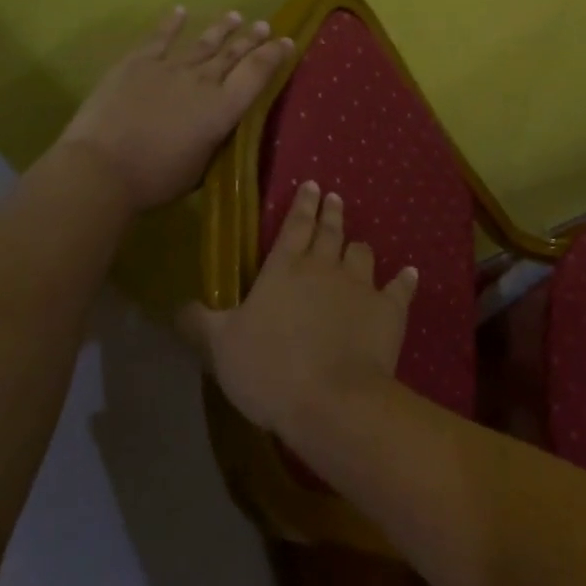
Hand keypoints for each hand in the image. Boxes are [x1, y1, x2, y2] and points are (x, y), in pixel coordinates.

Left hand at [52, 7, 292, 211]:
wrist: (102, 167)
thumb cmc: (156, 178)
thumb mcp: (202, 167)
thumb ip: (215, 141)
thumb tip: (220, 127)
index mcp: (223, 108)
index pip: (257, 73)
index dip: (274, 55)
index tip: (287, 41)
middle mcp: (203, 81)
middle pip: (233, 54)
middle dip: (251, 39)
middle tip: (264, 25)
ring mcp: (169, 67)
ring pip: (202, 43)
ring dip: (221, 29)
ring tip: (235, 16)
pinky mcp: (137, 63)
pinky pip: (159, 38)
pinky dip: (171, 23)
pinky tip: (180, 11)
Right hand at [179, 181, 418, 437]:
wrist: (331, 400)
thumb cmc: (269, 368)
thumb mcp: (220, 347)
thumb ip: (199, 322)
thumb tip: (175, 305)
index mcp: (285, 268)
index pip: (294, 226)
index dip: (302, 205)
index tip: (312, 186)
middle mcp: (324, 267)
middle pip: (330, 231)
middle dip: (331, 213)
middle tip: (334, 198)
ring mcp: (360, 286)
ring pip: (362, 254)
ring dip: (359, 247)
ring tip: (359, 243)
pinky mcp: (389, 310)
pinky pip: (400, 287)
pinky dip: (404, 280)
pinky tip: (409, 273)